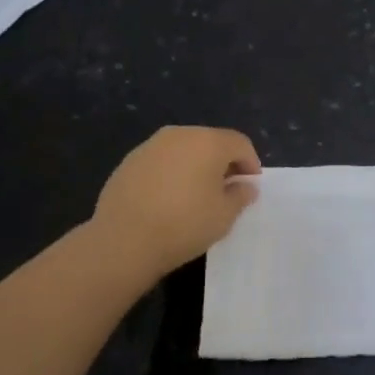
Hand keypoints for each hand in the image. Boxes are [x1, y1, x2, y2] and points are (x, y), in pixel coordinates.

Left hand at [90, 126, 261, 278]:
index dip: (250, 163)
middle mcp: (180, 134)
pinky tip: (168, 198)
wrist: (123, 240)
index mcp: (208, 142)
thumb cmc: (183, 225)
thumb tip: (245, 186)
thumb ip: (240, 195)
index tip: (251, 186)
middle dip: (223, 162)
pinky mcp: (129, 161)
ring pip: (184, 149)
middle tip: (227, 190)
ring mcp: (151, 145)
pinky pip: (162, 161)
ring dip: (196, 166)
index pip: (239, 144)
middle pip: (211, 142)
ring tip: (196, 195)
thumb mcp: (224, 216)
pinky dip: (172, 172)